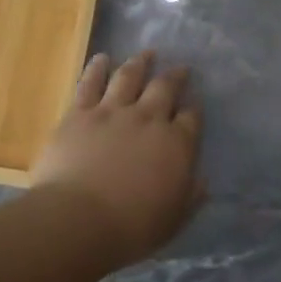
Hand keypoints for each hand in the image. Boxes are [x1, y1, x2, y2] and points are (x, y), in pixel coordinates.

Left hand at [31, 50, 204, 265]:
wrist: (78, 219)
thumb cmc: (131, 228)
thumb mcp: (174, 220)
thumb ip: (190, 196)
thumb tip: (202, 181)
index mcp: (176, 144)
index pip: (191, 118)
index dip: (194, 109)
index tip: (195, 104)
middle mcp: (148, 119)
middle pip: (165, 88)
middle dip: (175, 76)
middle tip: (180, 68)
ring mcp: (112, 111)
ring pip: (130, 77)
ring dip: (139, 63)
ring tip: (146, 54)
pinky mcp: (80, 113)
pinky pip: (90, 83)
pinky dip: (97, 68)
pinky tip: (102, 58)